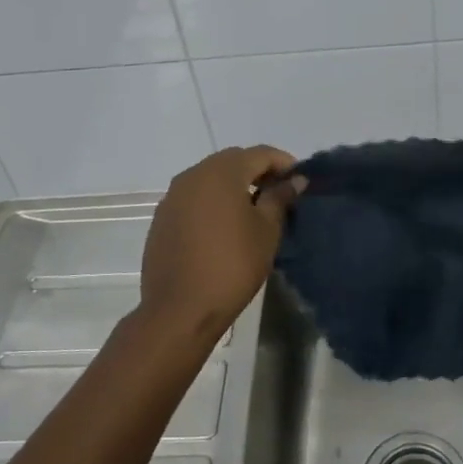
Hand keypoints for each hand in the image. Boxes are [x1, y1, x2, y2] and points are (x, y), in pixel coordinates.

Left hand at [140, 145, 299, 335]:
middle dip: (258, 171)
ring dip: (233, 186)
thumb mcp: (267, 231)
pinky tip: (224, 226)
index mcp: (221, 172)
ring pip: (210, 178)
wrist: (180, 310)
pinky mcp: (162, 219)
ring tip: (254, 210)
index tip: (300, 181)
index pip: (260, 154)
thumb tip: (294, 179)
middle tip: (279, 193)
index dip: (283, 163)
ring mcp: (172, 197)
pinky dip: (213, 202)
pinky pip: (194, 198)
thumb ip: (280, 198)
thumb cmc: (232, 266)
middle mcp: (193, 175)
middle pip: (232, 161)